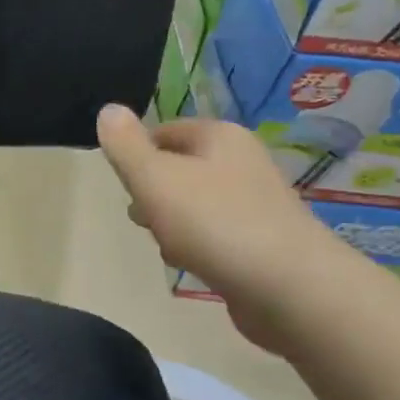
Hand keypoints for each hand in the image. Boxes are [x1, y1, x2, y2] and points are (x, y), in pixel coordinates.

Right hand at [96, 106, 353, 340]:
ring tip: (166, 245)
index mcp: (220, 136)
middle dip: (153, 193)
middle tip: (141, 216)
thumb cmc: (215, 223)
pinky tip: (191, 265)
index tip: (124, 185)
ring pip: (194, 203)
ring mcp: (256, 203)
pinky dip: (197, 246)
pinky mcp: (263, 242)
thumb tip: (107, 109)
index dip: (137, 155)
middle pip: (178, 168)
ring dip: (172, 223)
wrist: (292, 289)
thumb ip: (125, 145)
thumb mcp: (155, 178)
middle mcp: (242, 162)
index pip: (164, 131)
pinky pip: (215, 234)